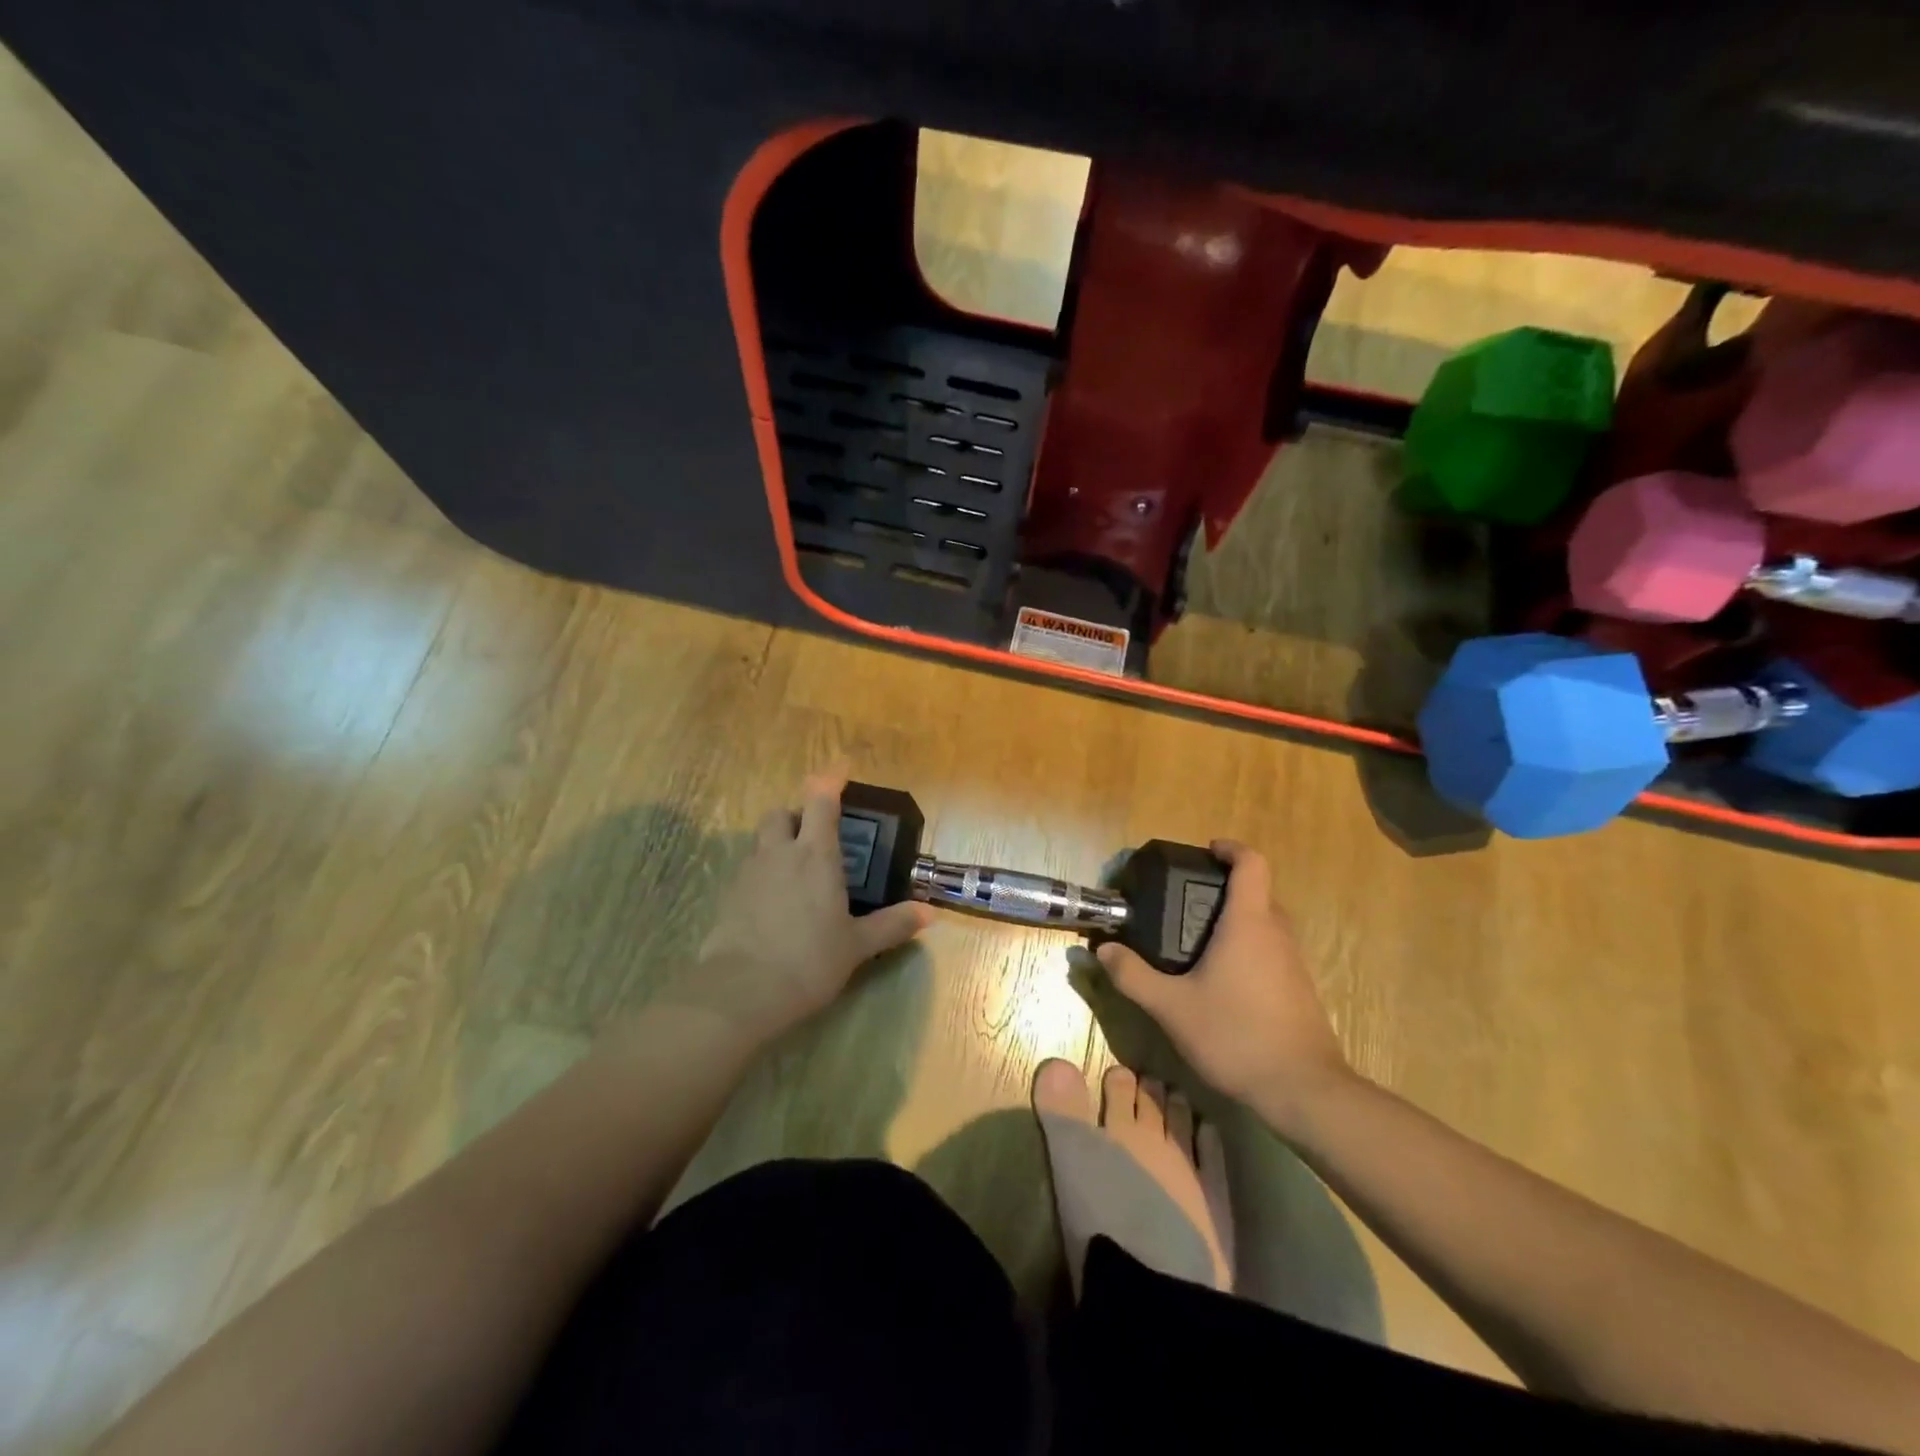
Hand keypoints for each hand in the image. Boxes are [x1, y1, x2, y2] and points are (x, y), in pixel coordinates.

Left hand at [681, 771, 930, 1040]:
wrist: (742, 992)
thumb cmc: (809, 960)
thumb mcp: (857, 945)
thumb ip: (892, 924)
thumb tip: (929, 913)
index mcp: (815, 855)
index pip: (821, 800)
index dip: (831, 778)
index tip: (843, 767)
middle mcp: (779, 854)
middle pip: (782, 813)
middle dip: (798, 815)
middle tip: (817, 835)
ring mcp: (749, 873)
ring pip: (762, 841)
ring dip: (779, 843)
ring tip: (798, 871)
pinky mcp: (728, 897)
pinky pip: (749, 870)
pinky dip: (765, 873)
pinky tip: (777, 902)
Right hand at [1095, 841, 1352, 1129]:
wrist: (1303, 1091)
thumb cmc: (1236, 1035)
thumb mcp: (1171, 1007)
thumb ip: (1132, 976)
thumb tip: (1102, 950)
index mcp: (1248, 923)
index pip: (1252, 864)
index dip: (1230, 849)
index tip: (1206, 851)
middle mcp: (1277, 934)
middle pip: (1257, 892)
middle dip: (1224, 888)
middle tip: (1184, 900)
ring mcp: (1293, 963)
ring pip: (1266, 924)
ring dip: (1236, 919)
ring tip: (1196, 938)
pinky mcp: (1298, 989)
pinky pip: (1271, 951)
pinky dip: (1247, 947)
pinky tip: (1220, 978)